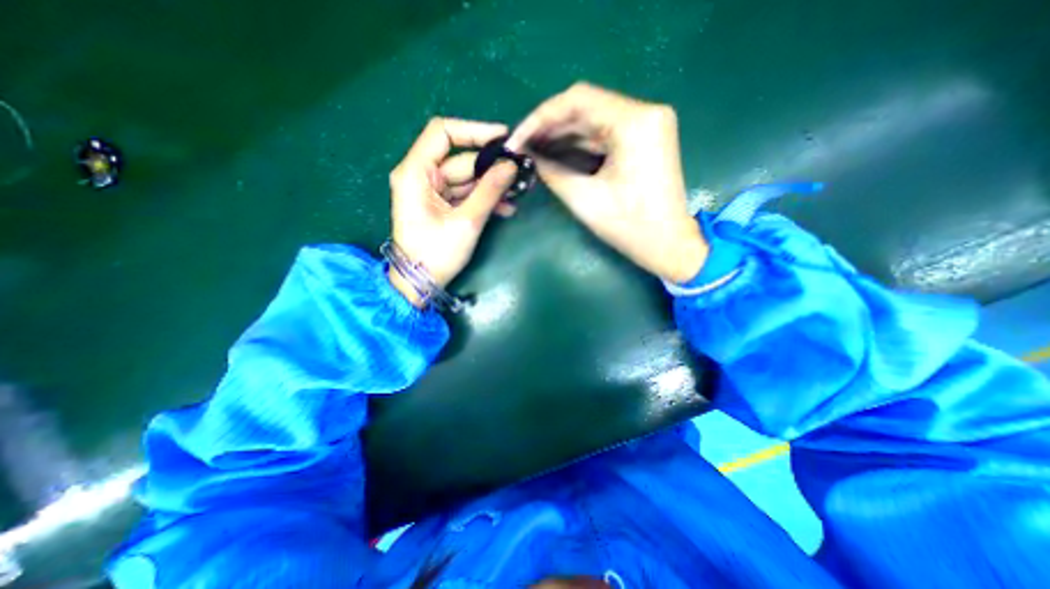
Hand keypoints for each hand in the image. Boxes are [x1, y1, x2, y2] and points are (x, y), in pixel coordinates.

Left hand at [388, 115, 517, 306]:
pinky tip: (505, 208)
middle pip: (461, 160)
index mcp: (416, 173)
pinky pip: (465, 195)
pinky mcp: (441, 206)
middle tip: (520, 173)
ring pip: (467, 179)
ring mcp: (432, 192)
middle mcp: (421, 176)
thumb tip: (511, 166)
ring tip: (517, 194)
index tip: (504, 138)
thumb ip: (489, 191)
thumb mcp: (466, 222)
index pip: (443, 133)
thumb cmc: (436, 253)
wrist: (420, 283)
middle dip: (491, 167)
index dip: (474, 131)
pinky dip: (484, 200)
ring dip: (492, 186)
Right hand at [506, 83, 708, 282]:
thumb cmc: (630, 226)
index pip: (578, 100)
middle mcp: (645, 112)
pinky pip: (605, 133)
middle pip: (586, 107)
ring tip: (533, 150)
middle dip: (550, 126)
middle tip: (522, 146)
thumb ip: (552, 172)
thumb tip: (528, 156)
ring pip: (594, 120)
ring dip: (562, 135)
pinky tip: (556, 153)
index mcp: (634, 122)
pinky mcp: (644, 139)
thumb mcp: (585, 199)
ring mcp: (647, 125)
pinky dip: (580, 143)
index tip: (518, 138)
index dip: (541, 117)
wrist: (668, 244)